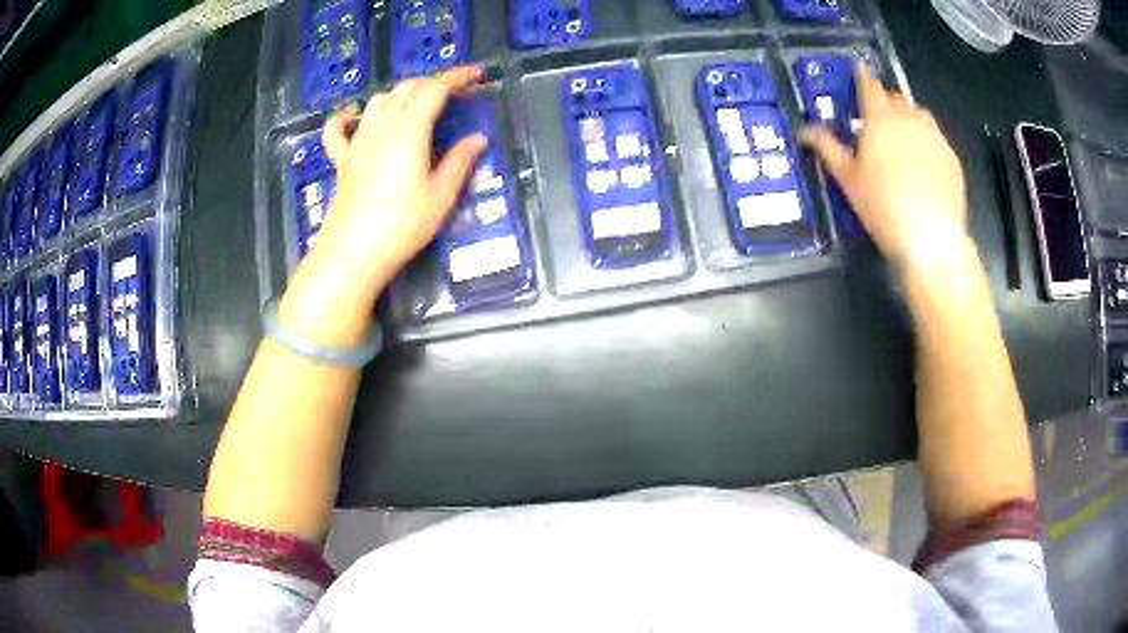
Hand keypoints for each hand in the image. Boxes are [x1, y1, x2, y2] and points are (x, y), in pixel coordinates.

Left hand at [312, 66, 488, 299]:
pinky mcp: (342, 158)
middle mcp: (382, 125)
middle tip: (453, 94)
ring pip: (378, 100)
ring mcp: (358, 140)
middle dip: (432, 83)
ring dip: (400, 94)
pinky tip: (352, 116)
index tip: (475, 74)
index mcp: (410, 128)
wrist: (353, 251)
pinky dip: (345, 117)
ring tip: (416, 104)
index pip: (435, 89)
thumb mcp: (441, 195)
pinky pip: (337, 129)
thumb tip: (478, 139)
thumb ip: (460, 161)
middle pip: (407, 88)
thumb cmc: (402, 224)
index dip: (456, 77)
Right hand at [800, 65, 968, 268]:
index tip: (859, 68)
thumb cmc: (883, 206)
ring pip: (918, 114)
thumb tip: (804, 130)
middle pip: (895, 97)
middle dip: (885, 101)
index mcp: (879, 118)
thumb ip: (827, 148)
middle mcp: (908, 118)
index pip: (869, 84)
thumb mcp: (848, 179)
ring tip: (903, 139)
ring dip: (908, 117)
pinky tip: (923, 165)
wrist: (931, 237)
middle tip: (878, 119)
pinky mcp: (951, 157)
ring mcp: (934, 136)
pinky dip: (926, 141)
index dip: (862, 75)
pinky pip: (936, 138)